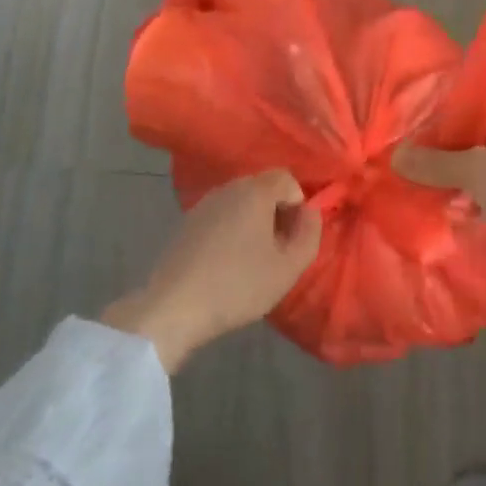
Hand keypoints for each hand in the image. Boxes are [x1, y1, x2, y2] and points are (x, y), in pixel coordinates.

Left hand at [102, 170, 322, 372]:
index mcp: (255, 191)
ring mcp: (203, 204)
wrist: (175, 307)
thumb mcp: (288, 267)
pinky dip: (231, 231)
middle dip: (277, 213)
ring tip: (252, 260)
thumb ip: (309, 234)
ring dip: (253, 223)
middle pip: (263, 188)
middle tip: (277, 250)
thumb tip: (310, 213)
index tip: (293, 237)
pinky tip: (226, 264)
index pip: (287, 178)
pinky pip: (220, 216)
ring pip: (240, 203)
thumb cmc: (239, 285)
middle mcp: (228, 188)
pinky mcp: (186, 223)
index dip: (298, 204)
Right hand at [393, 95, 485, 257]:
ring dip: (470, 175)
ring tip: (441, 193)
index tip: (416, 135)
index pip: (473, 97)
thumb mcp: (477, 174)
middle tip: (422, 168)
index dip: (442, 115)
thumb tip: (395, 156)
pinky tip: (470, 210)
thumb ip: (434, 164)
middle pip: (482, 129)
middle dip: (453, 150)